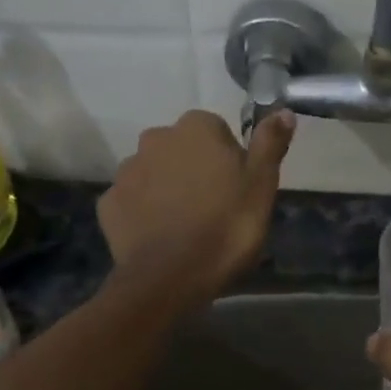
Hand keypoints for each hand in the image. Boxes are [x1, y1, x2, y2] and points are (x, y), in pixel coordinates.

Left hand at [99, 110, 294, 308]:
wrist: (169, 278)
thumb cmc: (226, 228)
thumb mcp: (261, 186)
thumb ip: (269, 144)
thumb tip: (282, 111)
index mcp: (196, 128)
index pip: (217, 132)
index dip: (229, 160)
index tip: (237, 189)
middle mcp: (155, 138)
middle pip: (182, 149)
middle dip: (195, 170)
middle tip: (214, 208)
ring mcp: (127, 170)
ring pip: (155, 173)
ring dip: (168, 189)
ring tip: (186, 226)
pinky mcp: (108, 203)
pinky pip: (132, 200)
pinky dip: (144, 212)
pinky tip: (160, 236)